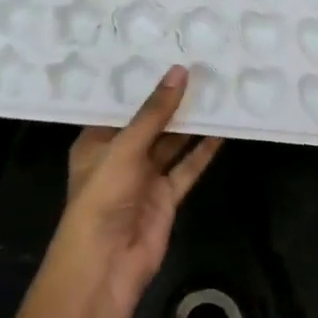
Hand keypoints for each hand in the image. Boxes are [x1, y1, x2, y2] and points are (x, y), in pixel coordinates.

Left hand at [46, 65, 222, 317]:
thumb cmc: (102, 197)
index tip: (164, 53)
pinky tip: (221, 129)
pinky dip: (202, 151)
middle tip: (198, 66)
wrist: (106, 264)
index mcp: (96, 141)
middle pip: (149, 123)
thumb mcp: (125, 147)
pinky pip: (187, 168)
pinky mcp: (166, 197)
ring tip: (214, 90)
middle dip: (170, 100)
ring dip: (190, 123)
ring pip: (171, 144)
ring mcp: (144, 178)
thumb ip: (154, 112)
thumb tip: (179, 72)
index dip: (141, 83)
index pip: (119, 105)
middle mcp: (119, 156)